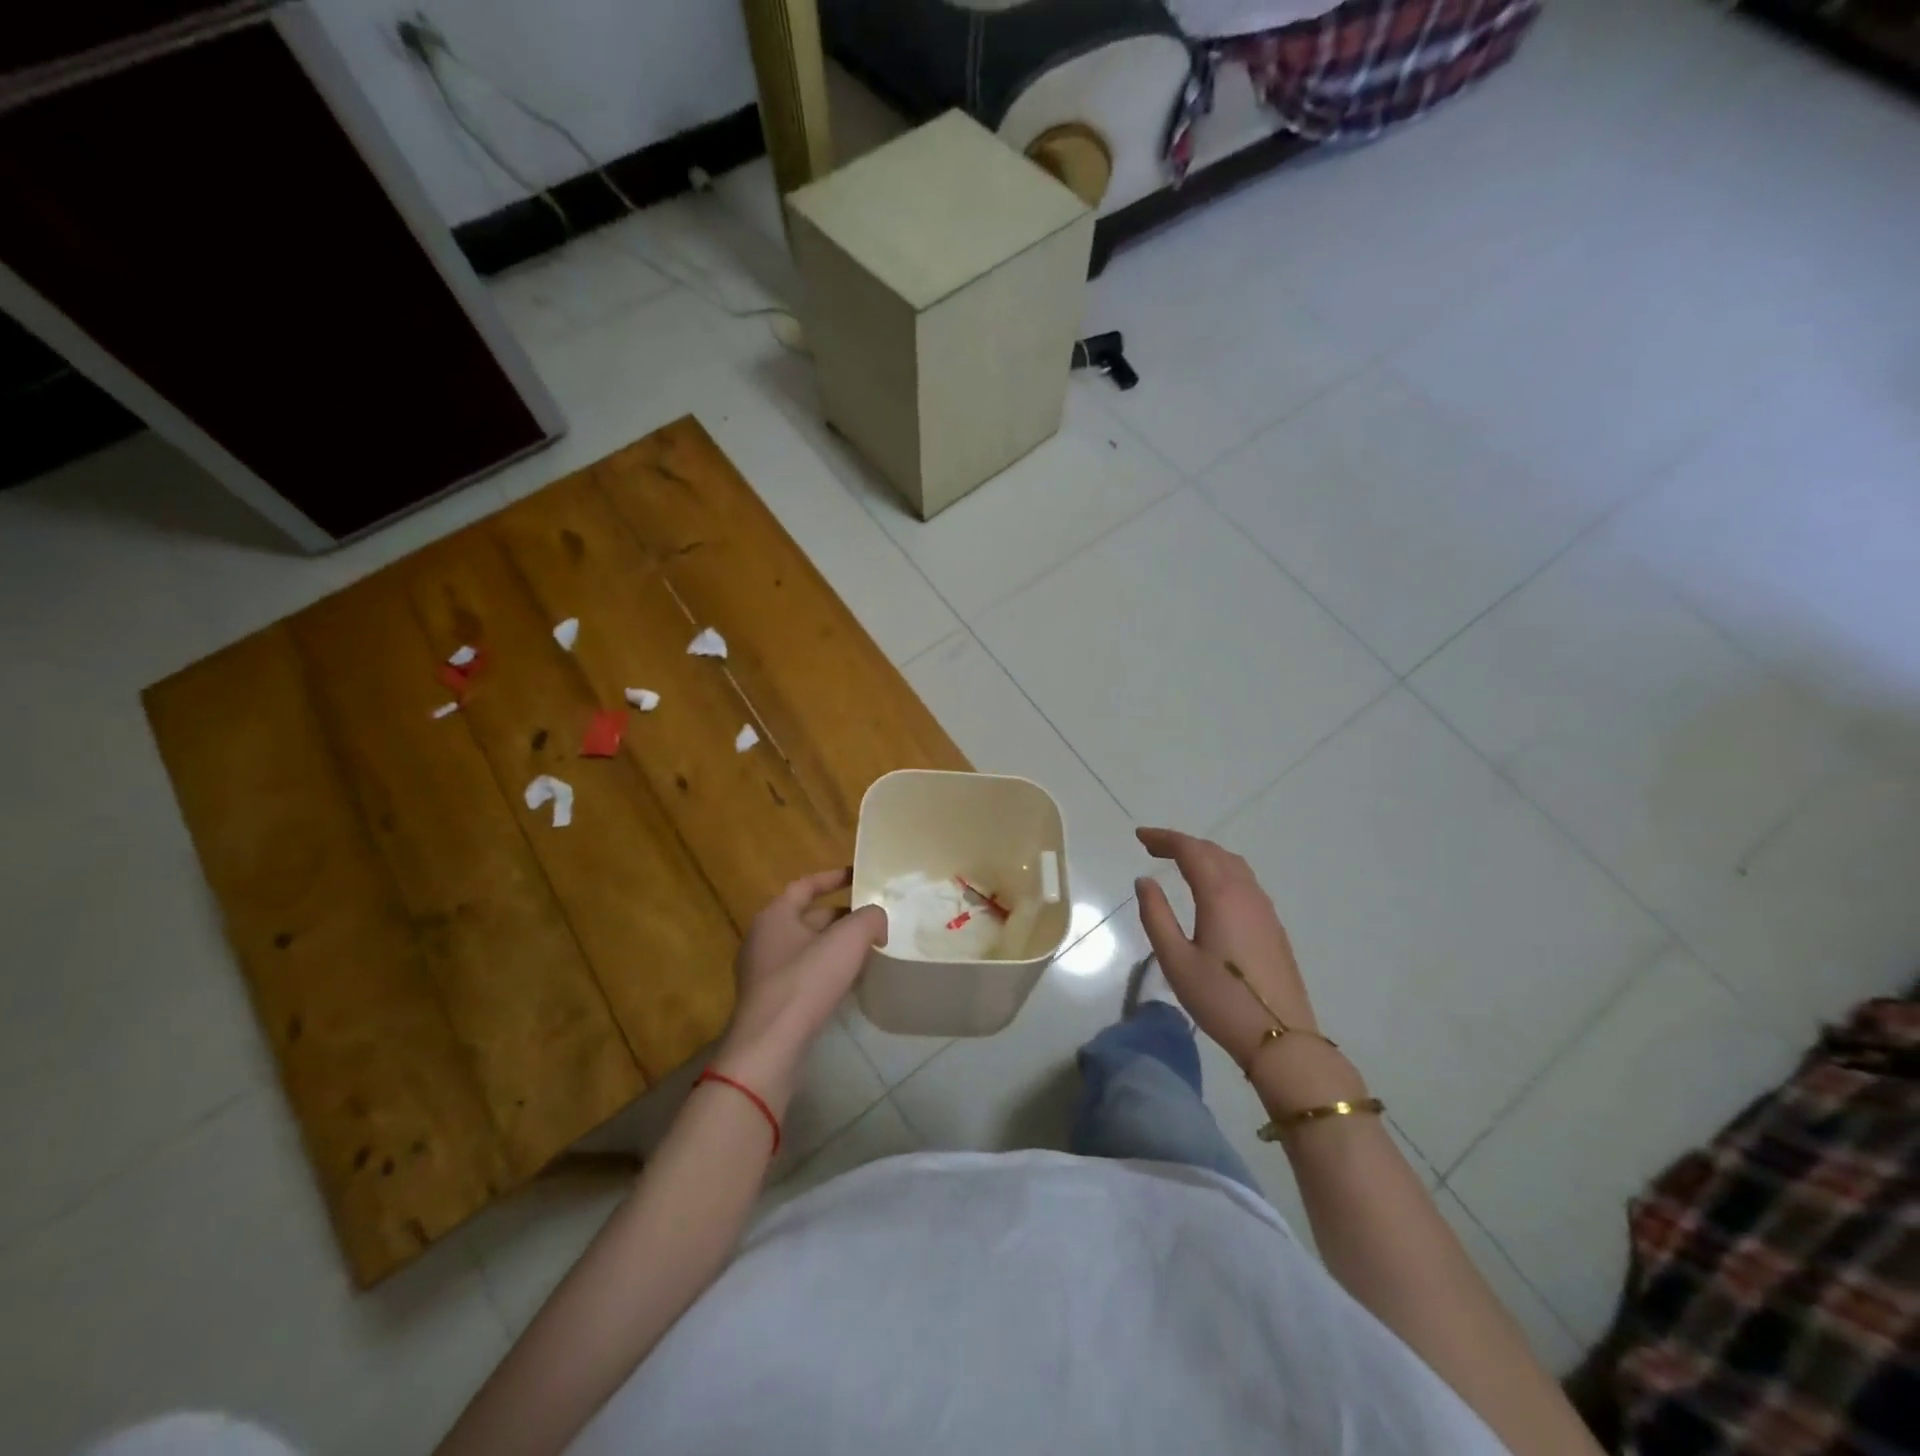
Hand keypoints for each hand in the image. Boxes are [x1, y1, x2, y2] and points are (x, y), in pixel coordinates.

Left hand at [711, 868, 886, 1107]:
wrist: (770, 1046)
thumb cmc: (806, 981)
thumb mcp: (848, 939)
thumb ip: (870, 918)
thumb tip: (876, 922)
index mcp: (775, 915)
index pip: (806, 885)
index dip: (834, 878)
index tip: (859, 876)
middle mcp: (763, 938)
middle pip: (808, 918)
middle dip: (841, 917)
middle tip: (873, 921)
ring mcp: (762, 973)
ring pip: (807, 949)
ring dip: (835, 947)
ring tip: (868, 951)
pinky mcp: (769, 1002)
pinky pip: (802, 976)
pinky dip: (826, 973)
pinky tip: (849, 984)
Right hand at [1134, 828, 1319, 1071]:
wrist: (1281, 1038)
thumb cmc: (1220, 999)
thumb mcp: (1175, 960)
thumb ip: (1156, 915)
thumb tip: (1144, 881)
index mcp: (1220, 895)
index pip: (1190, 850)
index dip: (1164, 838)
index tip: (1139, 836)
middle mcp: (1246, 893)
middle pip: (1214, 852)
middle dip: (1182, 844)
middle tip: (1153, 848)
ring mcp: (1264, 909)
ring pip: (1233, 865)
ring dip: (1204, 856)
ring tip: (1179, 864)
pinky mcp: (1273, 927)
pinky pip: (1245, 882)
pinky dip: (1221, 872)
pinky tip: (1210, 891)